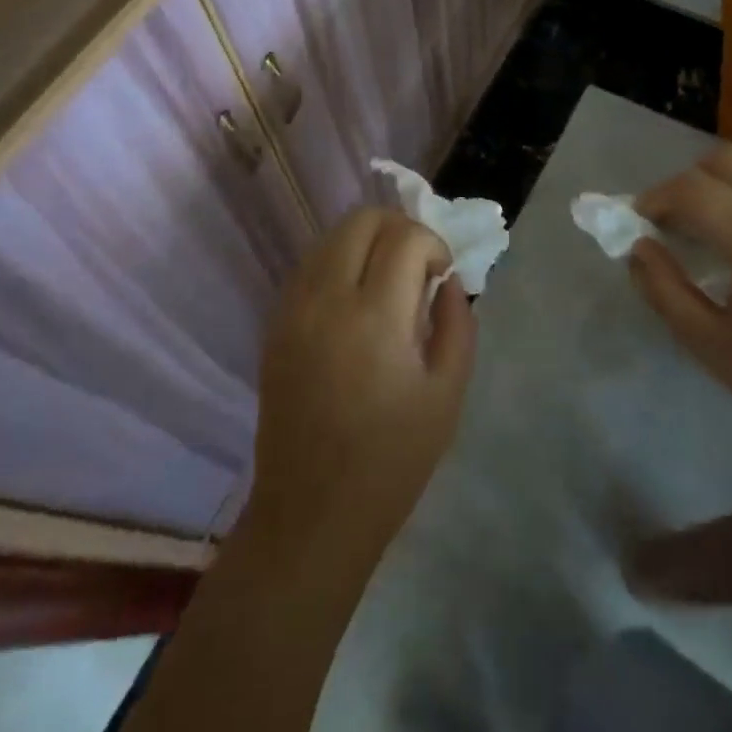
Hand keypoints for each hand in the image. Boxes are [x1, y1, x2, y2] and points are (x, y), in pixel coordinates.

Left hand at [243, 208, 476, 561]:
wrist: (311, 512)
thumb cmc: (392, 460)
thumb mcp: (447, 394)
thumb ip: (456, 323)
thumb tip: (447, 280)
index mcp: (375, 318)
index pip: (405, 237)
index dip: (433, 244)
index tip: (440, 276)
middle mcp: (326, 299)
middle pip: (362, 219)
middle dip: (399, 228)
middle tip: (416, 267)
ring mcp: (293, 309)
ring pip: (331, 236)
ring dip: (366, 243)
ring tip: (386, 282)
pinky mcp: (275, 323)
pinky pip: (309, 266)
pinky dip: (338, 263)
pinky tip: (354, 301)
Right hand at [630, 144, 731, 482]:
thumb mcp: (710, 346)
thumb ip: (664, 289)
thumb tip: (638, 248)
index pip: (695, 190)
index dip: (656, 197)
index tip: (637, 221)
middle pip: (729, 160)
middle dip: (688, 180)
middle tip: (669, 220)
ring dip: (722, 183)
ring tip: (703, 226)